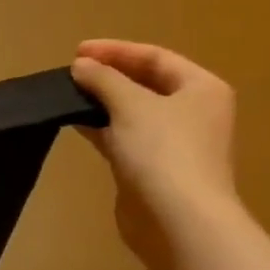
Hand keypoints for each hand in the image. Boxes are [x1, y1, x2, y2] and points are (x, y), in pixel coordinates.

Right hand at [70, 39, 237, 263]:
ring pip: (133, 111)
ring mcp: (174, 142)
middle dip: (109, 75)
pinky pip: (124, 137)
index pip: (155, 57)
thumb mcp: (131, 105)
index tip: (76, 52)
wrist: (177, 219)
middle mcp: (193, 112)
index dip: (116, 51)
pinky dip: (102, 127)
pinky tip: (76, 124)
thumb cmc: (163, 152)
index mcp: (201, 89)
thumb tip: (80, 66)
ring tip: (68, 95)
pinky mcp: (152, 168)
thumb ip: (104, 80)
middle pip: (146, 83)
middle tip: (72, 72)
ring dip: (102, 102)